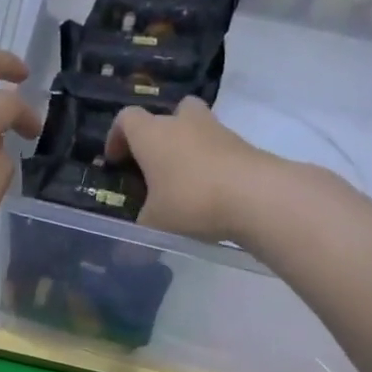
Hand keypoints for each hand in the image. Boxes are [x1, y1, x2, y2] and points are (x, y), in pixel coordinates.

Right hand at [105, 96, 277, 244]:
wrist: (256, 195)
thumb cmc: (191, 201)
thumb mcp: (155, 224)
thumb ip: (138, 234)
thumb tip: (123, 257)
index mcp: (152, 135)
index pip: (126, 118)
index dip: (116, 137)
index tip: (116, 161)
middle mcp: (183, 123)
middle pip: (167, 114)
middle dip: (159, 135)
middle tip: (154, 164)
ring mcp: (216, 130)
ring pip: (196, 127)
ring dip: (187, 146)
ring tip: (182, 180)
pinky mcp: (242, 144)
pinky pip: (218, 147)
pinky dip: (210, 162)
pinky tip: (208, 191)